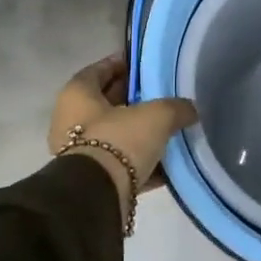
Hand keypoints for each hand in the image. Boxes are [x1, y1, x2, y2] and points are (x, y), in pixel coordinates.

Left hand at [50, 55, 197, 222]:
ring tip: (168, 127)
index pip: (98, 71)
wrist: (99, 196)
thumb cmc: (119, 140)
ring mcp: (79, 152)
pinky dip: (140, 160)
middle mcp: (70, 120)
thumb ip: (176, 108)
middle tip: (160, 94)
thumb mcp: (157, 115)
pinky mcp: (92, 179)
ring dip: (137, 131)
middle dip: (132, 98)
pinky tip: (167, 162)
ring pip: (114, 134)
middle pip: (105, 103)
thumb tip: (191, 110)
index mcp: (76, 95)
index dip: (120, 64)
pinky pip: (120, 162)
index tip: (142, 64)